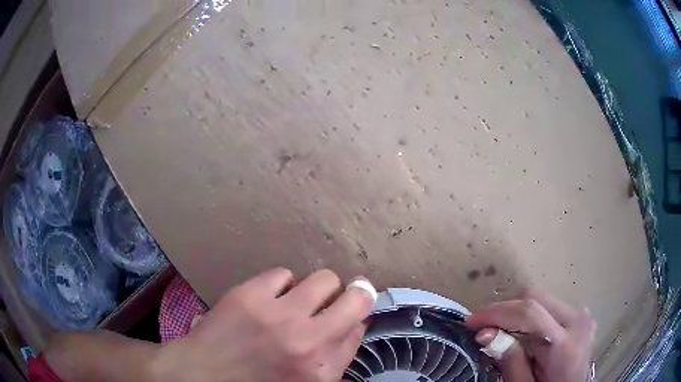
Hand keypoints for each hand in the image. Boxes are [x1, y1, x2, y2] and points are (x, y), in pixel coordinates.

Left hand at [150, 268, 374, 381]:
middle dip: (355, 293)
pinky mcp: (248, 295)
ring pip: (323, 278)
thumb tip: (354, 323)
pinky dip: (282, 285)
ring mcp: (276, 314)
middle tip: (341, 296)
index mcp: (321, 369)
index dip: (359, 315)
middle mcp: (306, 341)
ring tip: (299, 300)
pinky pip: (283, 274)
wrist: (204, 374)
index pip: (359, 329)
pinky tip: (271, 298)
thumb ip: (336, 357)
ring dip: (317, 289)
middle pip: (356, 297)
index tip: (354, 310)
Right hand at [465, 290, 595, 381]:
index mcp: (565, 345)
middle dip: (505, 309)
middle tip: (484, 326)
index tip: (471, 321)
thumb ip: (510, 361)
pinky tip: (521, 333)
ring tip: (500, 331)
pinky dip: (530, 315)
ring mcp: (582, 315)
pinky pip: (550, 306)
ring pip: (542, 299)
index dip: (497, 313)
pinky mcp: (580, 315)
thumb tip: (485, 333)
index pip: (530, 314)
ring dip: (517, 312)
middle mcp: (578, 320)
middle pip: (536, 298)